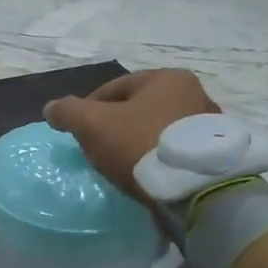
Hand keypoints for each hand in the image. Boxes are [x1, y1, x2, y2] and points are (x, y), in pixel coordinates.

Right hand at [43, 71, 219, 206]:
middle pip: (139, 109)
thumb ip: (68, 112)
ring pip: (158, 131)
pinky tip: (146, 176)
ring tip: (122, 166)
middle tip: (98, 149)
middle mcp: (195, 93)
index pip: (115, 88)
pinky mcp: (215, 155)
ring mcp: (210, 126)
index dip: (89, 108)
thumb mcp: (93, 125)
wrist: (197, 189)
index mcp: (167, 78)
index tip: (78, 132)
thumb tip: (51, 108)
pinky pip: (175, 152)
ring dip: (138, 144)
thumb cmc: (142, 144)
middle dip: (116, 126)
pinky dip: (158, 160)